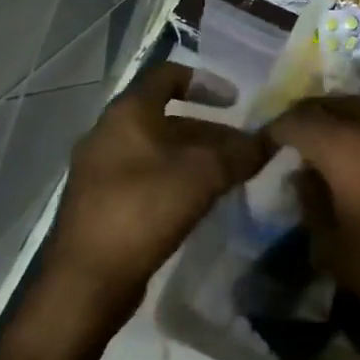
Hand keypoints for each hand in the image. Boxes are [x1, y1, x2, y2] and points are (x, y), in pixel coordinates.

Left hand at [49, 63, 270, 318]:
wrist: (85, 283)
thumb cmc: (143, 211)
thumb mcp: (203, 176)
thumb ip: (241, 154)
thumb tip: (274, 139)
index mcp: (127, 113)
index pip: (167, 75)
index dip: (205, 82)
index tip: (236, 101)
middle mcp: (109, 133)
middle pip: (167, 117)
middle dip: (209, 130)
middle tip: (242, 148)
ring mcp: (101, 170)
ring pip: (158, 149)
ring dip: (195, 156)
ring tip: (230, 176)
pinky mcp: (101, 203)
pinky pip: (146, 176)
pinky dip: (176, 178)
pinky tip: (201, 201)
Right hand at [265, 53, 359, 358]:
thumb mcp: (338, 255)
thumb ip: (312, 208)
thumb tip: (304, 177)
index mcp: (346, 150)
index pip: (299, 122)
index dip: (276, 130)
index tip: (264, 145)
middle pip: (334, 106)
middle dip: (309, 118)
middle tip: (295, 141)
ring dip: (347, 112)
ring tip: (333, 129)